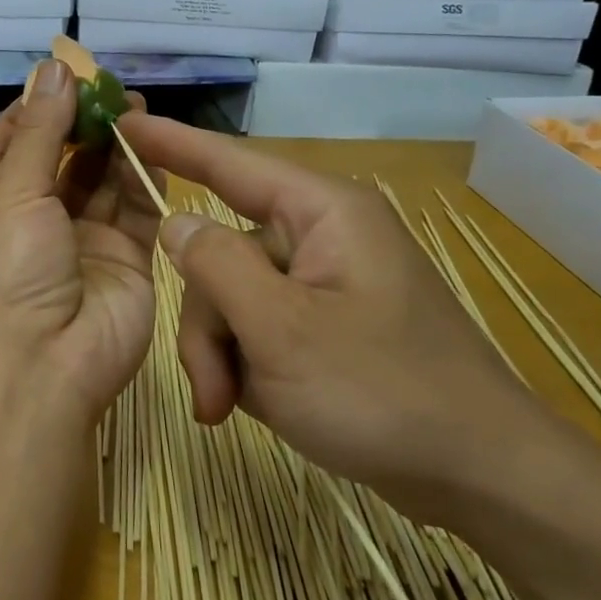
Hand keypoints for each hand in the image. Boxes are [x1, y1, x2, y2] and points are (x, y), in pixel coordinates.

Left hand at [0, 61, 161, 420]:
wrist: (44, 367)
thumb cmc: (9, 273)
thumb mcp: (12, 195)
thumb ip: (38, 134)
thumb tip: (52, 69)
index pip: (7, 151)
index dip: (29, 114)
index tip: (56, 80)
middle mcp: (38, 225)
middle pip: (62, 163)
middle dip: (82, 124)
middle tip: (110, 88)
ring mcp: (85, 244)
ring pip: (104, 183)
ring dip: (117, 146)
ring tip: (137, 106)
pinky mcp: (128, 261)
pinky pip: (140, 211)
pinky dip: (147, 178)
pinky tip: (157, 144)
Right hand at [118, 114, 551, 519]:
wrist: (480, 477)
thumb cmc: (382, 393)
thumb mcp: (281, 330)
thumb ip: (217, 267)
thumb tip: (176, 222)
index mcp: (322, 214)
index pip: (231, 164)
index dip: (172, 144)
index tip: (120, 122)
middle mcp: (321, 237)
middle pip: (223, 255)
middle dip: (207, 323)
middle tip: (211, 389)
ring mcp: (324, 284)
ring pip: (233, 298)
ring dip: (221, 354)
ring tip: (230, 408)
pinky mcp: (326, 324)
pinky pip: (259, 325)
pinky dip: (245, 364)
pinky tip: (259, 404)